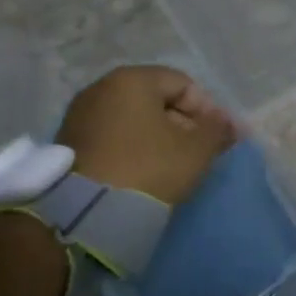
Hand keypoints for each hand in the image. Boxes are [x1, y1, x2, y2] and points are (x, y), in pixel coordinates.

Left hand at [55, 65, 235, 205]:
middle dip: (183, 124)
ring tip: (173, 166)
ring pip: (133, 120)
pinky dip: (133, 149)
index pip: (183, 84)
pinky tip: (144, 173)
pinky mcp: (67, 144)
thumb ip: (217, 130)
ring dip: (158, 137)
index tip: (219, 139)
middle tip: (199, 153)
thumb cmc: (147, 169)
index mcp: (132, 79)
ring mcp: (80, 116)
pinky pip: (113, 137)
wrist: (84, 216)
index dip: (208, 110)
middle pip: (156, 100)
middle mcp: (101, 88)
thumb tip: (228, 124)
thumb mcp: (196, 150)